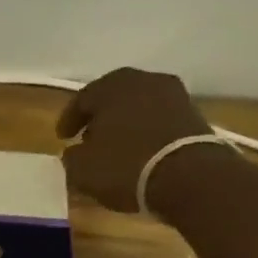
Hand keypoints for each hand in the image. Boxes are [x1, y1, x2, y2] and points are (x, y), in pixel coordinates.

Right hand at [57, 67, 213, 213]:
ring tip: (115, 147)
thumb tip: (75, 152)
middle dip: (99, 117)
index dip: (69, 120)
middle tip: (88, 138)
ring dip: (125, 124)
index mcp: (112, 86)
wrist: (189, 177)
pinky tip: (139, 151)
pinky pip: (159, 120)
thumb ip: (72, 156)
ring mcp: (174, 95)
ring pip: (139, 106)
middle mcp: (144, 80)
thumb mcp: (82, 169)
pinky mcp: (194, 115)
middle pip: (114, 97)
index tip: (63, 138)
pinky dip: (146, 132)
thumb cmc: (125, 166)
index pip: (82, 99)